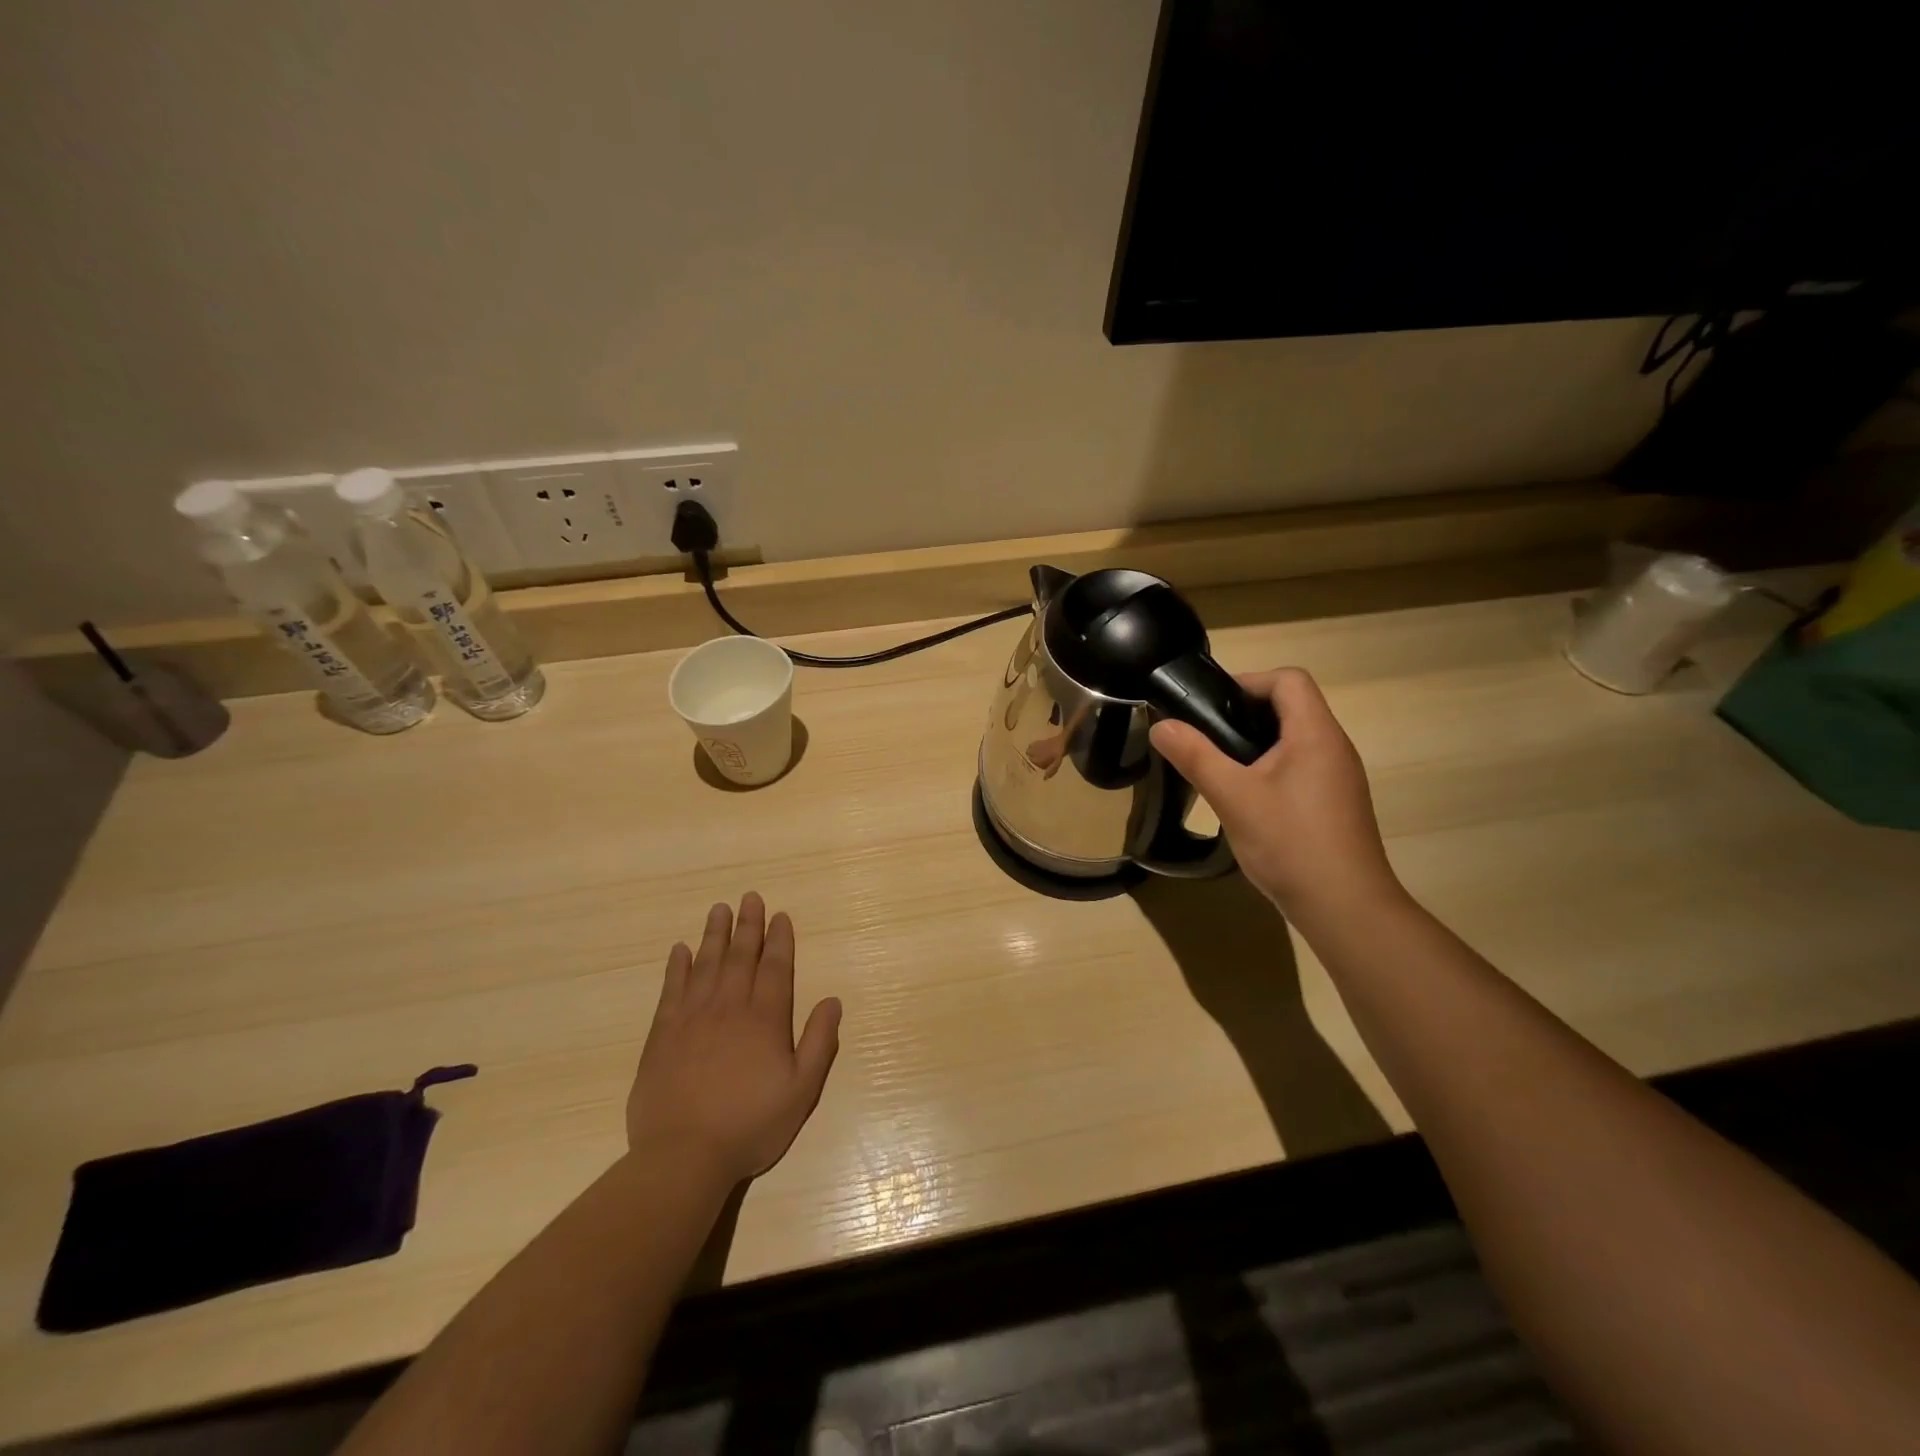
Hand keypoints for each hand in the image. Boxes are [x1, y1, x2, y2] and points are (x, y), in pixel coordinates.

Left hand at [626, 893, 841, 1186]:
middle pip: (741, 956)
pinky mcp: (661, 1035)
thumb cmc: (750, 1125)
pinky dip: (677, 967)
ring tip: (719, 909)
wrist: (683, 1156)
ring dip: (714, 935)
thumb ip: (819, 1042)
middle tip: (750, 897)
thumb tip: (832, 1000)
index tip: (780, 916)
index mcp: (765, 1019)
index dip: (779, 940)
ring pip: (706, 964)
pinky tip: (680, 950)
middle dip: (748, 925)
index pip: (775, 968)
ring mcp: (692, 1018)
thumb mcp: (801, 1091)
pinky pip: (671, 990)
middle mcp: (730, 1008)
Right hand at [1149, 668, 1401, 922]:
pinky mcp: (1335, 804)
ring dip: (1256, 743)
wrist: (1345, 908)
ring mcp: (1339, 778)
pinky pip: (1301, 767)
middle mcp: (1334, 747)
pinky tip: (1247, 800)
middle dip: (1245, 713)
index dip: (1248, 682)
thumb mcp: (1233, 797)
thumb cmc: (1290, 844)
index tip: (1210, 706)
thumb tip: (1161, 726)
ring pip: (1295, 739)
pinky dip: (1271, 769)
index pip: (1289, 680)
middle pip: (1292, 706)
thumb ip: (1195, 757)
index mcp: (1316, 734)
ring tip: (1219, 768)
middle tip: (1206, 737)